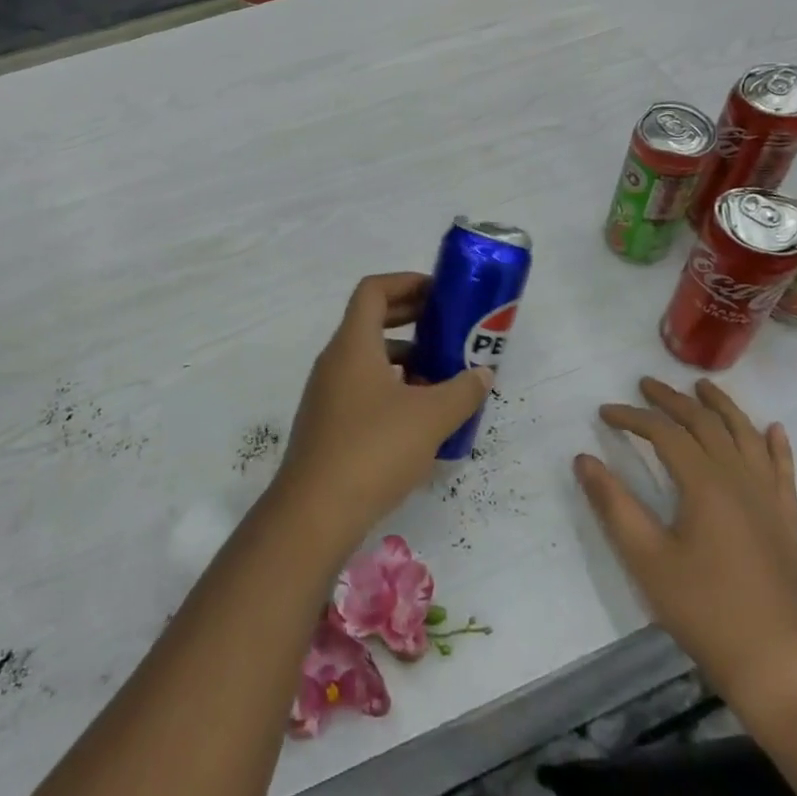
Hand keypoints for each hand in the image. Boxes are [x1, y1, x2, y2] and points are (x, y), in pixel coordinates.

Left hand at [275, 273, 489, 554]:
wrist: (315, 513)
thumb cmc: (373, 449)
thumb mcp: (430, 417)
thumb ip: (461, 391)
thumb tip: (482, 374)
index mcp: (353, 344)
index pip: (373, 290)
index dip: (406, 282)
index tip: (438, 292)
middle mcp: (335, 361)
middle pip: (371, 321)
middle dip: (412, 319)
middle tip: (448, 327)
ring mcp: (328, 394)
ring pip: (370, 359)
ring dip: (406, 360)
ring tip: (444, 377)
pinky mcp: (329, 424)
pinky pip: (364, 389)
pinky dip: (393, 389)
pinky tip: (421, 419)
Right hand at [575, 376, 796, 709]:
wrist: (777, 666)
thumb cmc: (703, 610)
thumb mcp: (645, 558)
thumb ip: (613, 504)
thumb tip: (583, 459)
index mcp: (705, 485)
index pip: (664, 433)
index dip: (633, 417)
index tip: (605, 412)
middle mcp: (740, 480)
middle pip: (706, 424)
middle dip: (673, 400)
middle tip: (646, 384)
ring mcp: (769, 500)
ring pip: (746, 437)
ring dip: (723, 407)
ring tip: (703, 386)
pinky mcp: (787, 523)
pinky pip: (784, 471)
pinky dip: (777, 446)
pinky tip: (773, 429)